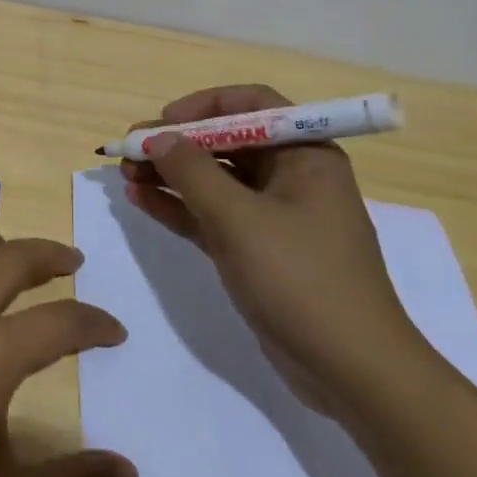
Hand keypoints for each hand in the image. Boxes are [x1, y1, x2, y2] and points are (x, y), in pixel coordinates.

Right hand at [122, 85, 433, 416]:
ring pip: (215, 181)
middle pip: (227, 143)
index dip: (203, 106)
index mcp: (305, 155)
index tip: (162, 121)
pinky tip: (141, 201)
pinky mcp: (259, 251)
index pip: (252, 105)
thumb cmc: (300, 278)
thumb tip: (156, 137)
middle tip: (128, 152)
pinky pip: (213, 216)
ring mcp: (275, 216)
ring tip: (125, 176)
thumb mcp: (239, 218)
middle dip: (177, 145)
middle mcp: (292, 177)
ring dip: (171, 175)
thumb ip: (192, 172)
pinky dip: (179, 207)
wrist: (351, 370)